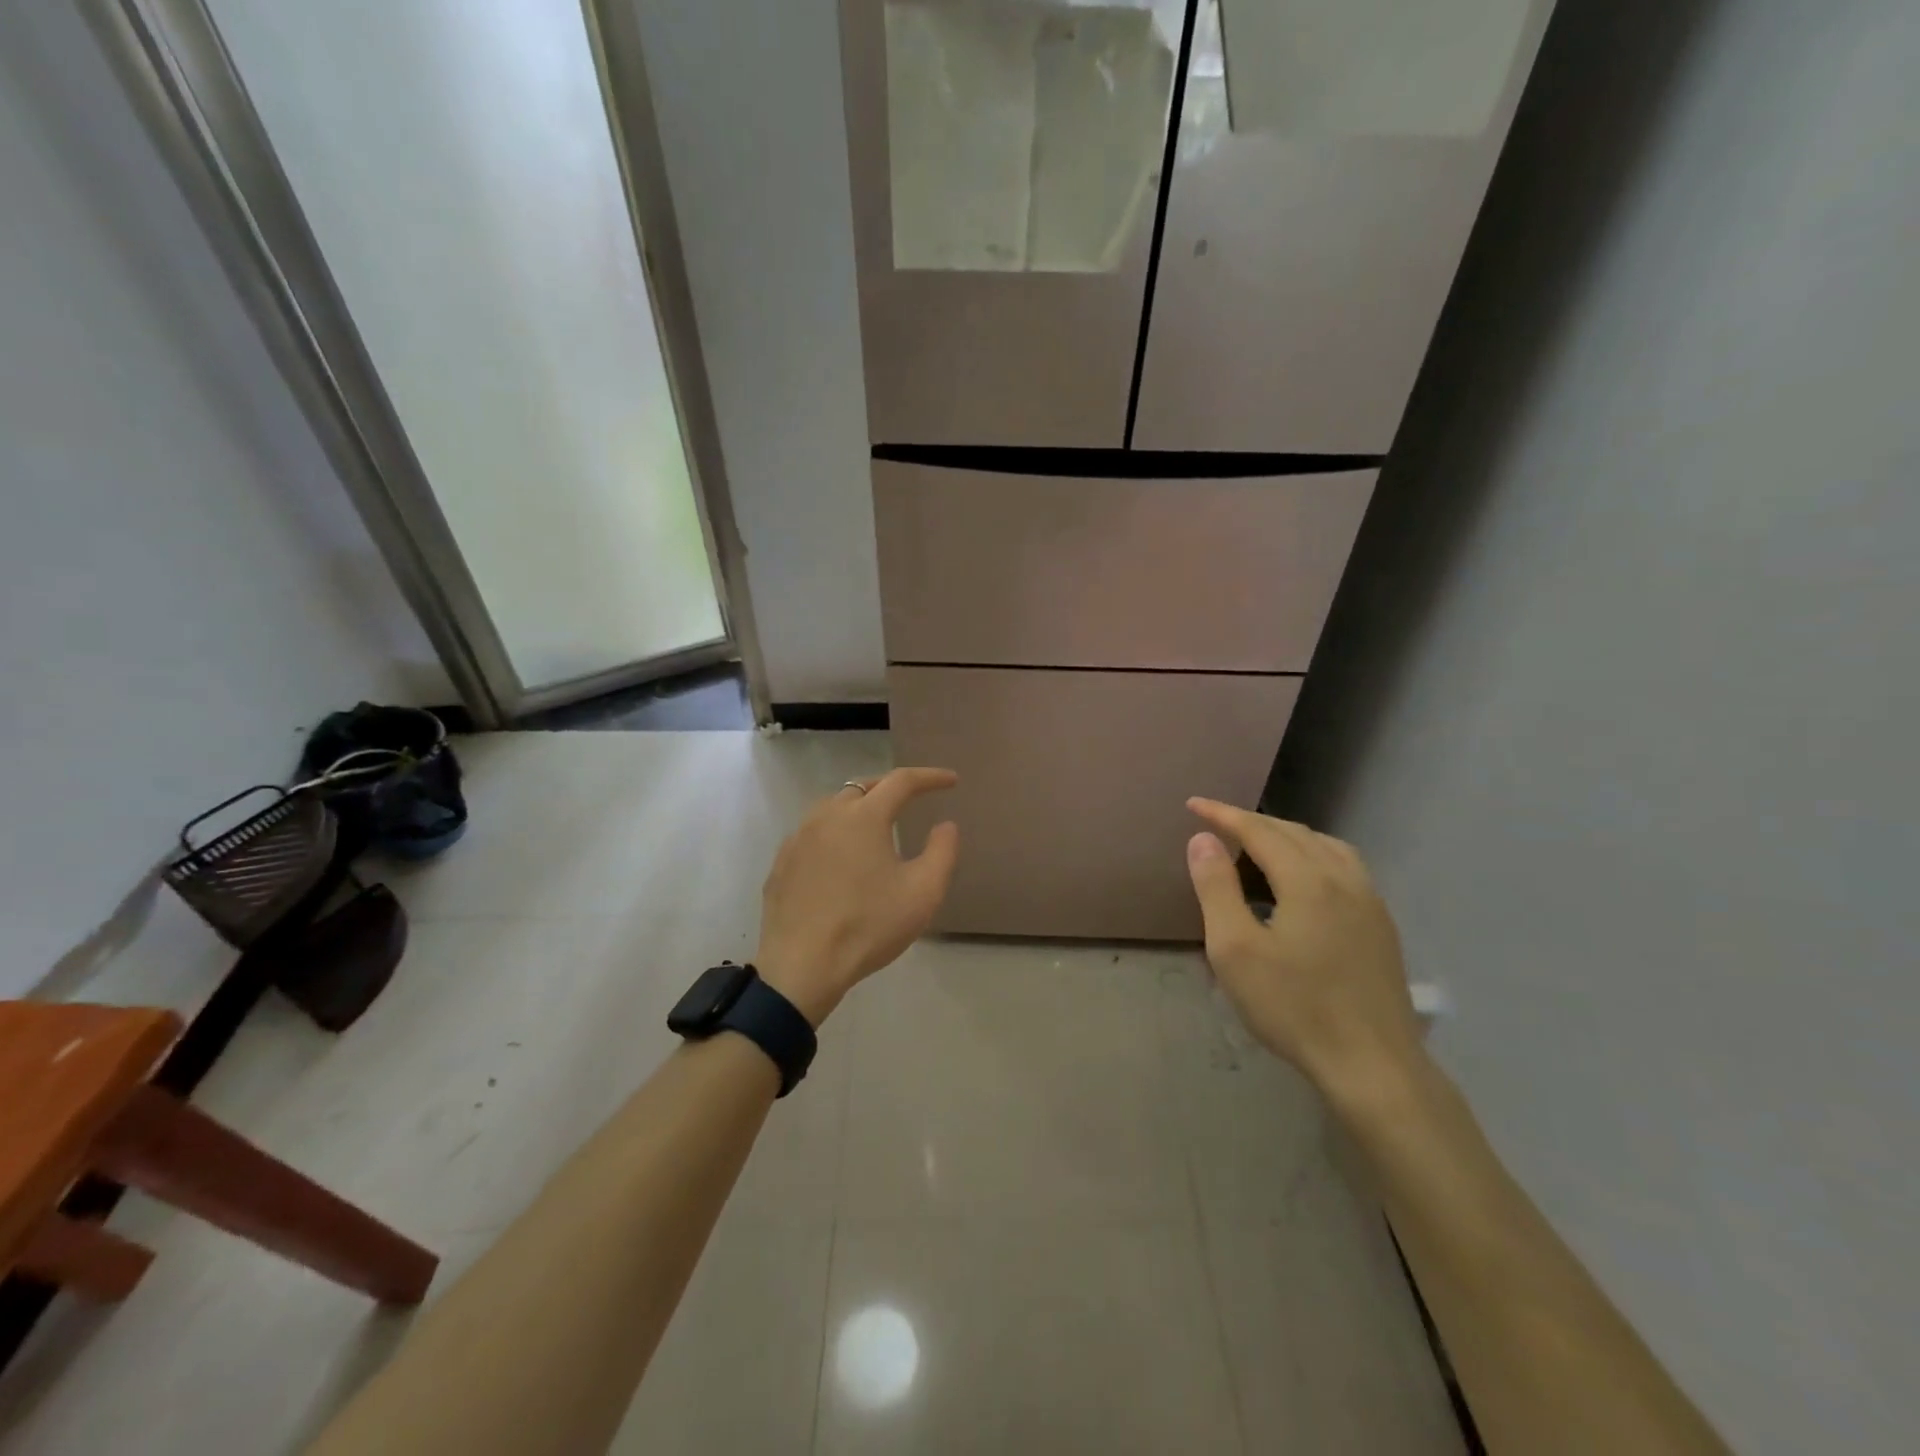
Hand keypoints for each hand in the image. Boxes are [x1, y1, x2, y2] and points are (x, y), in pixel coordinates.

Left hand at [754, 768, 959, 1024]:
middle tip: (913, 799)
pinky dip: (834, 832)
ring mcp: (798, 838)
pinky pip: (813, 833)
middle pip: (863, 787)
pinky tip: (841, 856)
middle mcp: (827, 815)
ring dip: (859, 807)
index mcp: (864, 817)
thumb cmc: (868, 927)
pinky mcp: (781, 863)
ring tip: (877, 825)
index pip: (902, 781)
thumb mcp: (922, 893)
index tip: (951, 781)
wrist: (801, 967)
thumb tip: (946, 825)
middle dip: (891, 788)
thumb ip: (942, 852)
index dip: (930, 777)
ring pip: (833, 807)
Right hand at [1185, 798, 1425, 1110]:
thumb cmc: (1294, 1007)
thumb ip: (1216, 888)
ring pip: (1324, 846)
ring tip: (1257, 844)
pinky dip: (1312, 854)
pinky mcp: (1381, 925)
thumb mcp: (1235, 949)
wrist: (1373, 1065)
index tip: (1192, 805)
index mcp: (1307, 879)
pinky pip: (1343, 866)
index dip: (1223, 814)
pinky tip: (1303, 878)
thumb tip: (1202, 839)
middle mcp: (1343, 878)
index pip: (1258, 830)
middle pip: (1293, 832)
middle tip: (1216, 824)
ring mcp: (1369, 901)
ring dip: (1286, 835)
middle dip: (1252, 822)